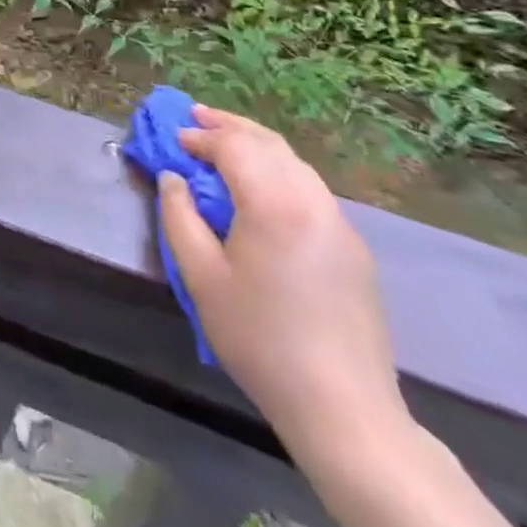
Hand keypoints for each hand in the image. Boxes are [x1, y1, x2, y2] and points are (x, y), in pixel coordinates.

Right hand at [157, 106, 407, 452]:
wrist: (345, 410)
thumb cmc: (260, 340)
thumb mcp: (201, 277)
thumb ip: (179, 217)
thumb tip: (173, 178)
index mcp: (275, 205)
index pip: (234, 147)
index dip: (200, 136)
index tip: (174, 140)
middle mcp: (313, 202)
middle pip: (268, 143)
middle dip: (229, 125)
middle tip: (196, 116)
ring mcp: (340, 224)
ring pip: (294, 162)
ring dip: (256, 144)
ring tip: (225, 141)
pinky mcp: (353, 248)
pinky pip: (310, 188)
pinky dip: (280, 170)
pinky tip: (262, 184)